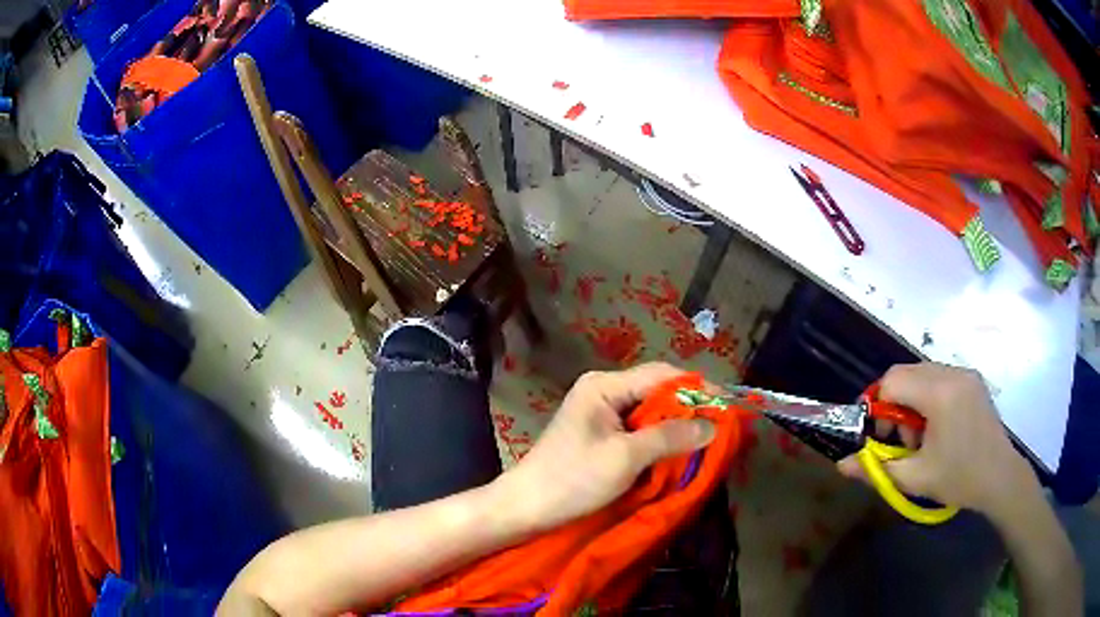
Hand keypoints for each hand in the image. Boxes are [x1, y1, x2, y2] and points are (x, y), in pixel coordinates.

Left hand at [492, 363, 715, 531]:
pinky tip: (677, 451)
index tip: (727, 406)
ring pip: (650, 412)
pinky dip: (659, 439)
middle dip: (688, 408)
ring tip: (705, 439)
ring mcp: (600, 413)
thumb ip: (670, 437)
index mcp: (604, 386)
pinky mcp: (600, 435)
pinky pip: (639, 429)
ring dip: (675, 426)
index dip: (697, 387)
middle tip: (720, 427)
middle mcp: (603, 391)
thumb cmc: (572, 479)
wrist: (527, 507)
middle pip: (656, 391)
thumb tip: (712, 425)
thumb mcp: (625, 457)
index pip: (661, 375)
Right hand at [838, 362, 1037, 520]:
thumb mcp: (915, 478)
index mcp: (939, 394)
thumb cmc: (959, 478)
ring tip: (920, 436)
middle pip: (905, 373)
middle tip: (899, 439)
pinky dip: (927, 397)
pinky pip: (939, 377)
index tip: (880, 438)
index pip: (892, 381)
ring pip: (921, 373)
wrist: (1000, 477)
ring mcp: (965, 373)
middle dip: (893, 404)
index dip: (877, 407)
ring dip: (910, 400)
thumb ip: (876, 469)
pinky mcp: (972, 379)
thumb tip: (841, 466)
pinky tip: (937, 426)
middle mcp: (952, 373)